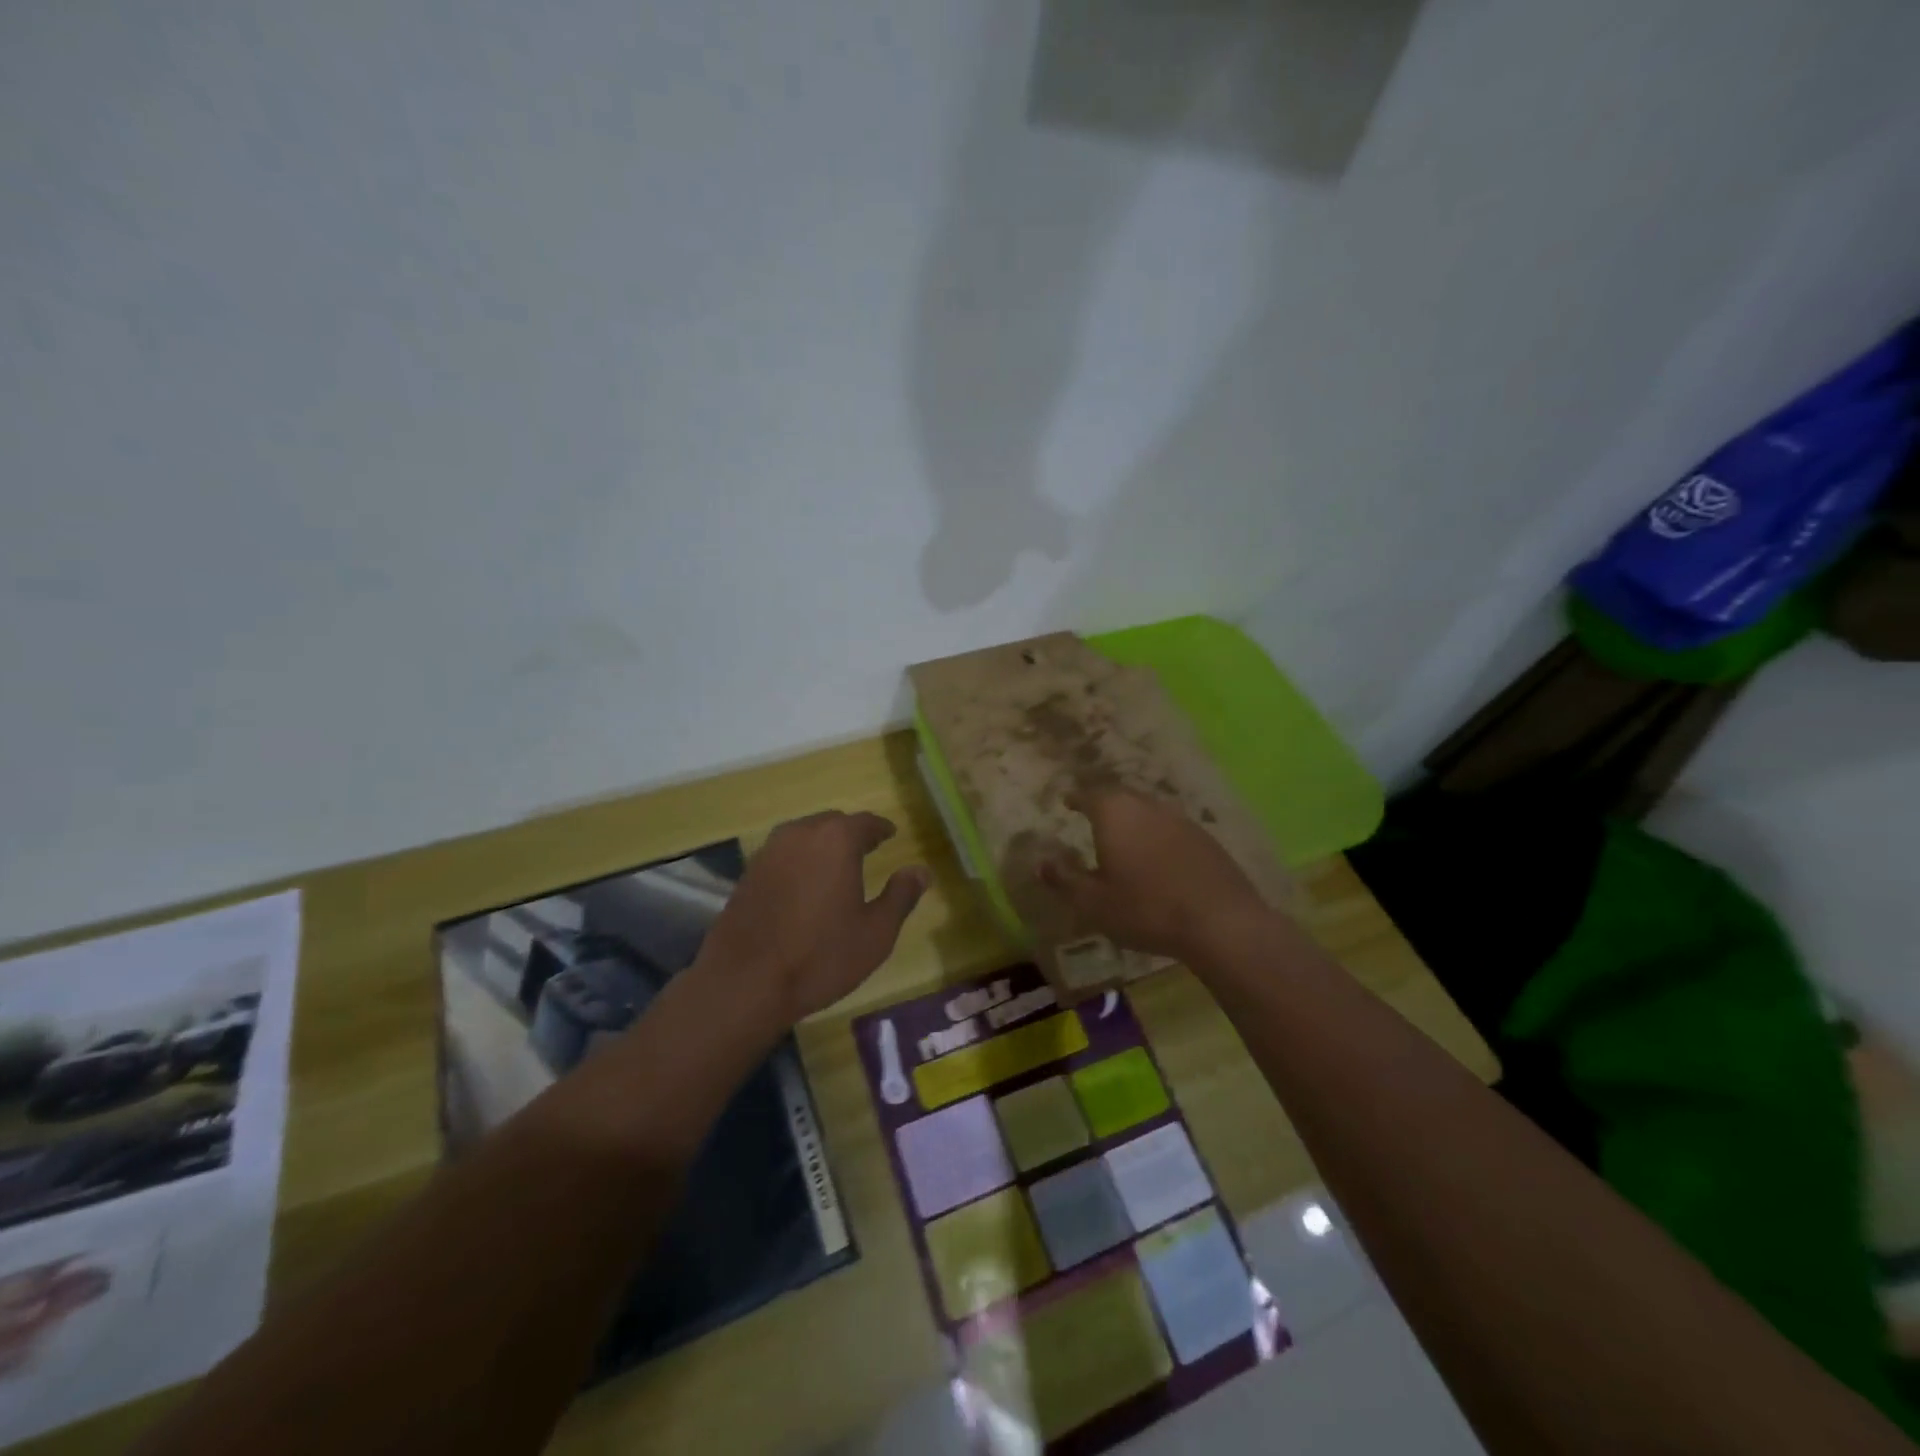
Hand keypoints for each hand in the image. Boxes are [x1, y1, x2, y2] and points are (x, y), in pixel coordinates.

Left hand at [692, 811, 929, 1032]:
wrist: (744, 983)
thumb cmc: (819, 957)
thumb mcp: (875, 932)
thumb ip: (901, 896)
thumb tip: (920, 871)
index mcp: (836, 840)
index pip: (865, 822)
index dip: (881, 829)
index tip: (891, 835)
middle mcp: (800, 834)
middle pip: (832, 823)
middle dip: (851, 834)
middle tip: (867, 850)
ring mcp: (768, 852)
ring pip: (804, 836)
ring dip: (823, 846)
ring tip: (836, 867)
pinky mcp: (748, 873)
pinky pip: (783, 855)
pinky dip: (799, 861)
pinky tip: (805, 886)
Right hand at [1039, 788, 1268, 960]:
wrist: (1220, 922)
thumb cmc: (1146, 910)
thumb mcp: (1094, 903)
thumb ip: (1065, 880)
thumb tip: (1040, 863)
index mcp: (1115, 814)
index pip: (1089, 794)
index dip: (1076, 798)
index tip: (1067, 801)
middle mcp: (1147, 806)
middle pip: (1121, 797)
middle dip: (1104, 804)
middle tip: (1093, 816)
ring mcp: (1180, 820)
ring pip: (1148, 811)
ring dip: (1133, 820)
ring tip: (1124, 837)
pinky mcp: (1205, 838)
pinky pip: (1171, 828)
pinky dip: (1157, 836)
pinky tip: (1158, 857)